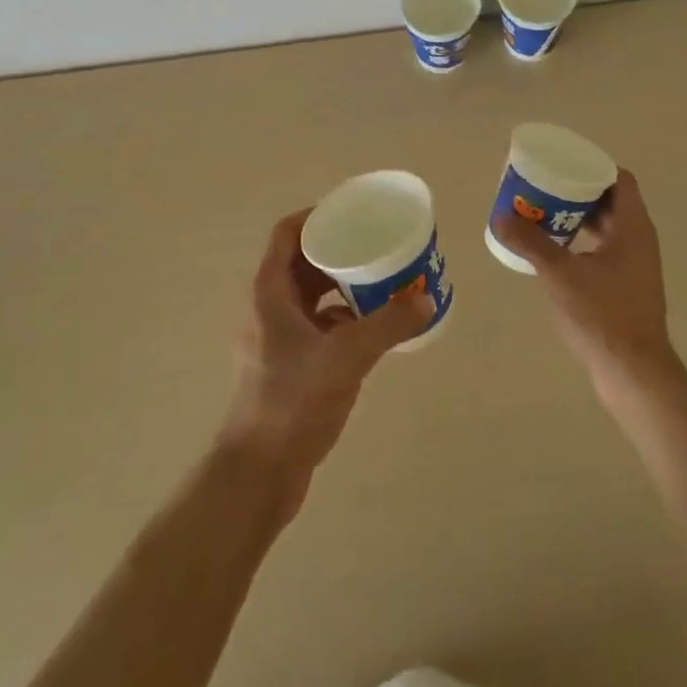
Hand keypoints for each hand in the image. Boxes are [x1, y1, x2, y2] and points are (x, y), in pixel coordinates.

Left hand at [221, 210, 433, 508]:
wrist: (258, 473)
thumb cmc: (292, 402)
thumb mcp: (346, 356)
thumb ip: (388, 324)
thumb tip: (427, 299)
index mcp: (269, 292)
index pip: (287, 233)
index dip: (317, 216)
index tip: (354, 213)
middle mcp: (267, 308)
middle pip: (302, 262)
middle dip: (339, 251)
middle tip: (377, 246)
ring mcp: (274, 338)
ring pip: (311, 295)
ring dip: (342, 285)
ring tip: (381, 281)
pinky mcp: (286, 364)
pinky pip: (316, 324)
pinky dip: (341, 317)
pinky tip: (371, 327)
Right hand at [491, 170, 683, 399]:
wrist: (633, 372)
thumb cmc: (602, 315)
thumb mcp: (560, 274)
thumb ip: (531, 242)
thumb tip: (500, 216)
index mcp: (633, 227)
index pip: (619, 179)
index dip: (591, 167)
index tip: (561, 166)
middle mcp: (639, 239)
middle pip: (610, 201)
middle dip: (577, 192)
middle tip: (543, 189)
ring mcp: (636, 265)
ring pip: (607, 227)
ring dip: (578, 219)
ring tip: (542, 216)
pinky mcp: (628, 287)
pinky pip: (605, 250)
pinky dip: (582, 243)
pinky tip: (555, 252)